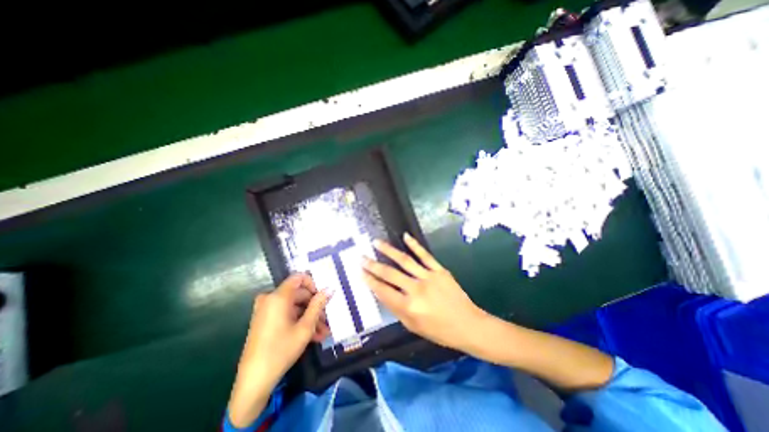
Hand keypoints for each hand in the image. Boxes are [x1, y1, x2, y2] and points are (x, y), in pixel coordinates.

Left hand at [227, 274, 327, 426]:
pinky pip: (286, 315)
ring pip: (294, 307)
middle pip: (298, 294)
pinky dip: (299, 322)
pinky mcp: (264, 321)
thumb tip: (330, 289)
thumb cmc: (281, 350)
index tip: (323, 297)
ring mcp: (266, 310)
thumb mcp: (305, 327)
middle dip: (314, 306)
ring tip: (323, 332)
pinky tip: (313, 336)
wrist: (253, 381)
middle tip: (327, 319)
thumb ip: (318, 305)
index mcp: (278, 296)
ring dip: (309, 317)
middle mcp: (270, 299)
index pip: (299, 277)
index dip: (313, 284)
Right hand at [361, 232, 484, 353]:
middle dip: (373, 265)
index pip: (383, 291)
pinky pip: (425, 255)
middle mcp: (416, 290)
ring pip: (404, 260)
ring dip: (388, 250)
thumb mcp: (413, 326)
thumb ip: (396, 309)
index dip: (370, 281)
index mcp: (408, 308)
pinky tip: (405, 236)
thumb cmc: (439, 331)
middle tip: (361, 257)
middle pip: (390, 274)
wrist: (468, 325)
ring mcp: (428, 277)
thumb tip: (382, 292)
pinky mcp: (439, 270)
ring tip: (376, 242)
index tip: (360, 272)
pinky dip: (414, 245)